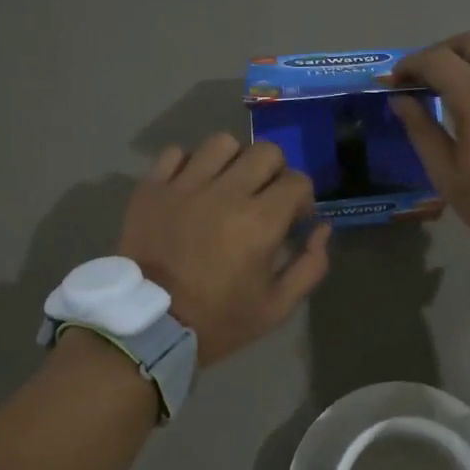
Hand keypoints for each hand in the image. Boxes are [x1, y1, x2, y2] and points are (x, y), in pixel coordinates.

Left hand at [118, 135, 330, 364]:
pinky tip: (191, 189)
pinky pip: (176, 153)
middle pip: (265, 151)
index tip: (293, 221)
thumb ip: (310, 265)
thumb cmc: (217, 320)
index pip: (297, 181)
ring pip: (222, 143)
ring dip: (233, 161)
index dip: (303, 199)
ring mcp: (185, 186)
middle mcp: (225, 192)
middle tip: (264, 199)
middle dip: (274, 173)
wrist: (147, 326)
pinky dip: (189, 164)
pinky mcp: (152, 188)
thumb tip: (322, 228)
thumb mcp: (276, 307)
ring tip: (227, 187)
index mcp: (260, 221)